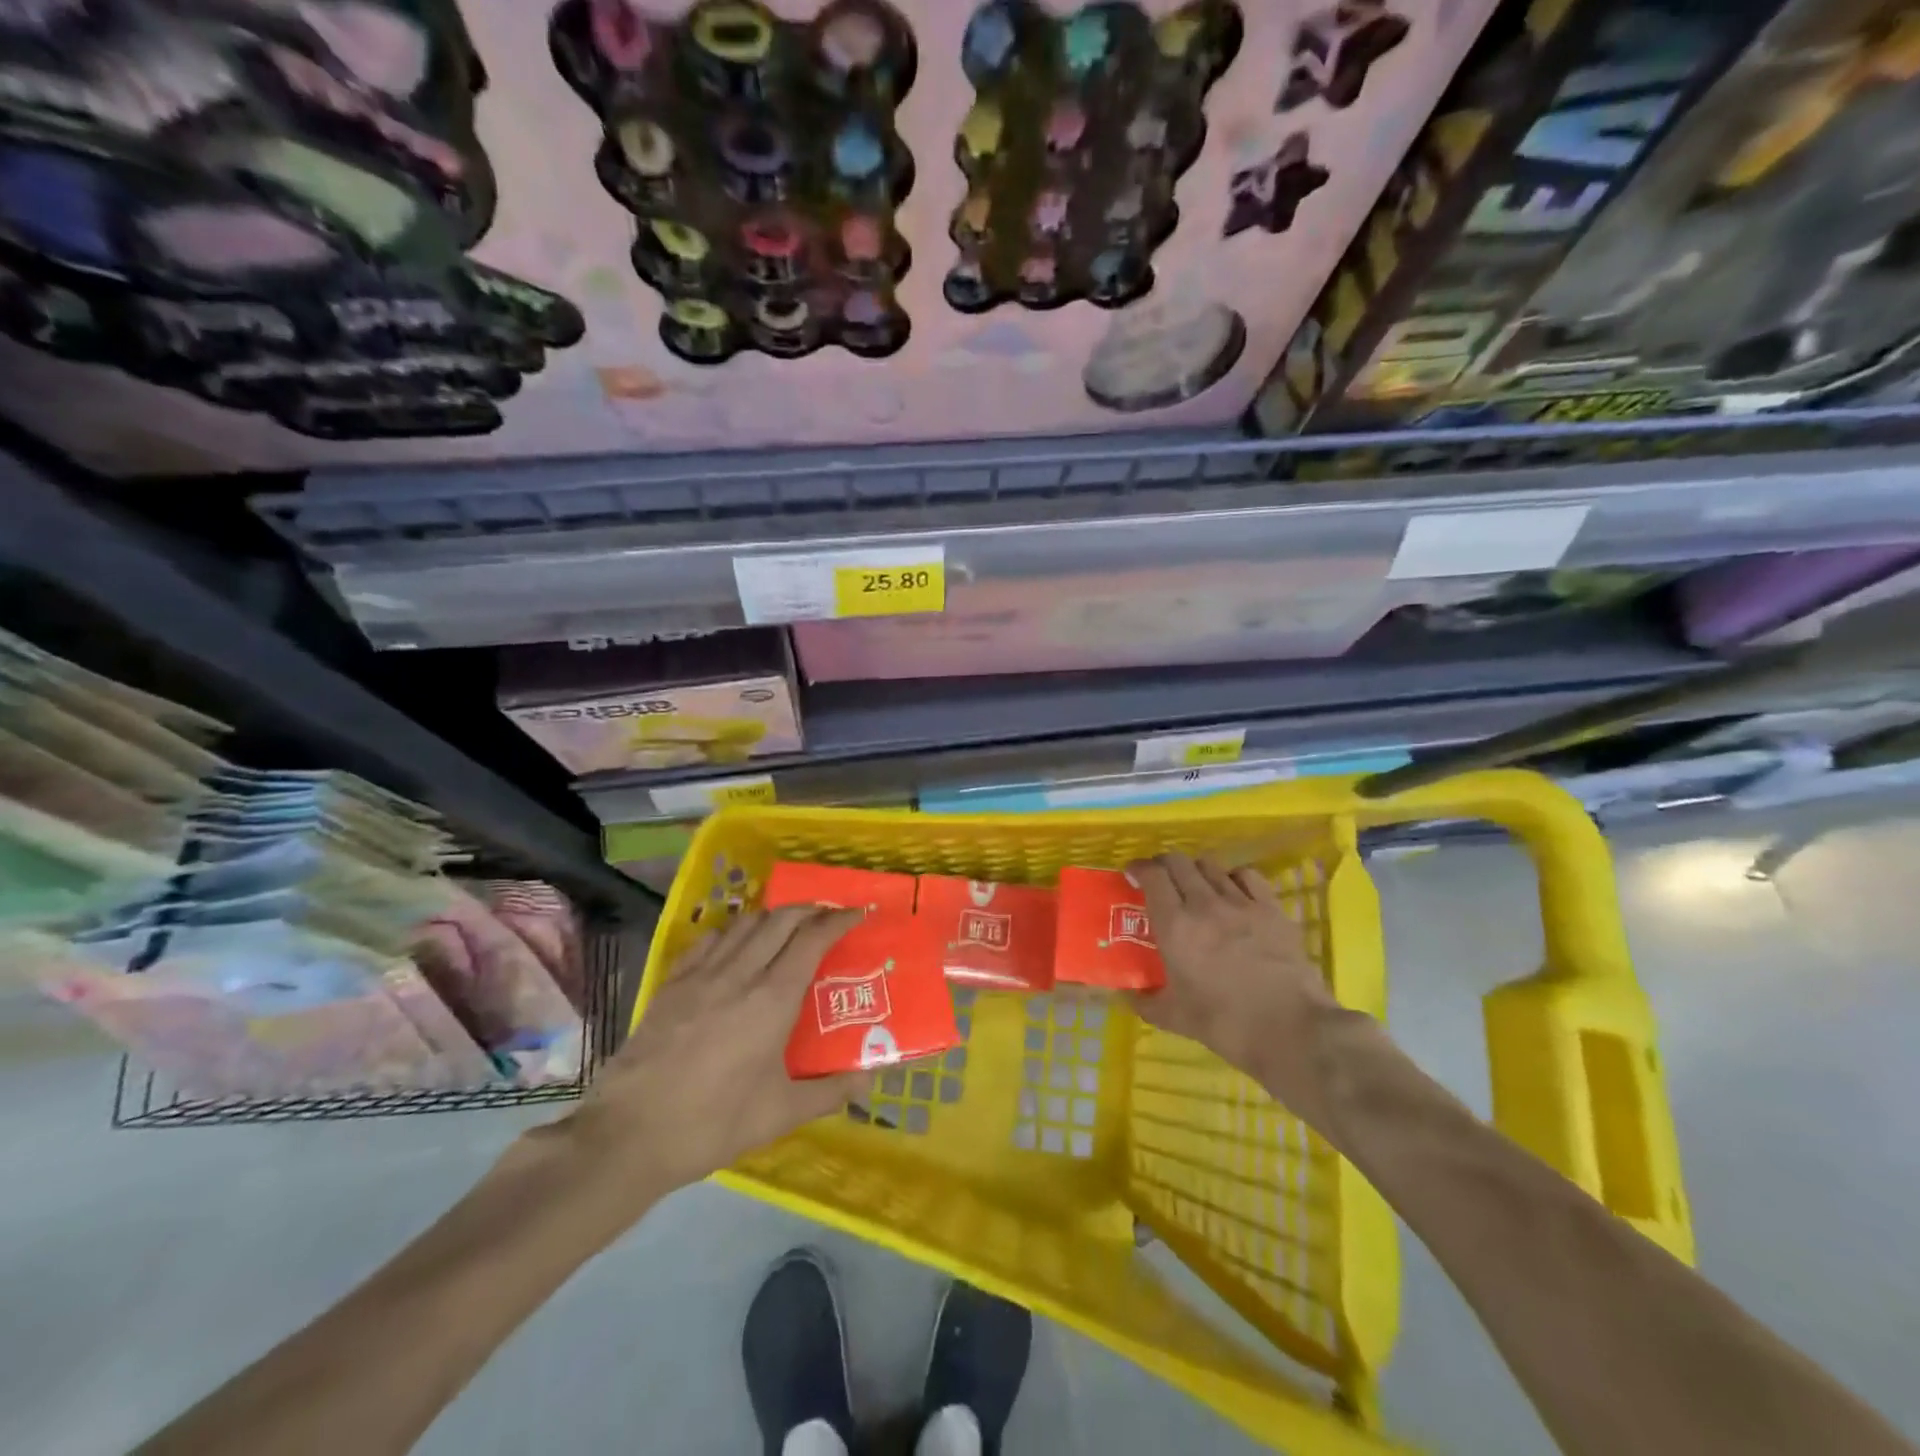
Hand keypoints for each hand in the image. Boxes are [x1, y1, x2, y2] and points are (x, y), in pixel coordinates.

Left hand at [566, 907, 867, 1204]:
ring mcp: (701, 975)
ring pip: (744, 923)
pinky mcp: (671, 984)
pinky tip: (734, 948)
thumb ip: (828, 1092)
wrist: (628, 1136)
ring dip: (773, 917)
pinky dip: (732, 932)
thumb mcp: (779, 1114)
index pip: (812, 939)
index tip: (858, 913)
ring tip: (786, 929)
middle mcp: (740, 974)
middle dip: (809, 909)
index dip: (838, 920)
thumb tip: (869, 1079)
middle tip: (827, 917)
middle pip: (781, 919)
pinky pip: (708, 940)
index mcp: (772, 999)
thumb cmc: (713, 1124)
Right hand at [1126, 854, 1346, 1126]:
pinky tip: (1233, 891)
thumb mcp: (1175, 1018)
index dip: (1139, 868)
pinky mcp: (1272, 908)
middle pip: (1179, 862)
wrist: (1291, 1030)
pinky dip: (1233, 877)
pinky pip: (1248, 876)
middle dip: (1164, 865)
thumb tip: (1125, 996)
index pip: (1152, 876)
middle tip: (1160, 879)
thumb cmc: (1226, 1024)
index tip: (1133, 874)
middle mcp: (1204, 904)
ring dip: (1196, 869)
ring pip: (1211, 865)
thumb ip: (1145, 1002)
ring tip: (1195, 885)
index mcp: (1175, 926)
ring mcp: (1241, 903)